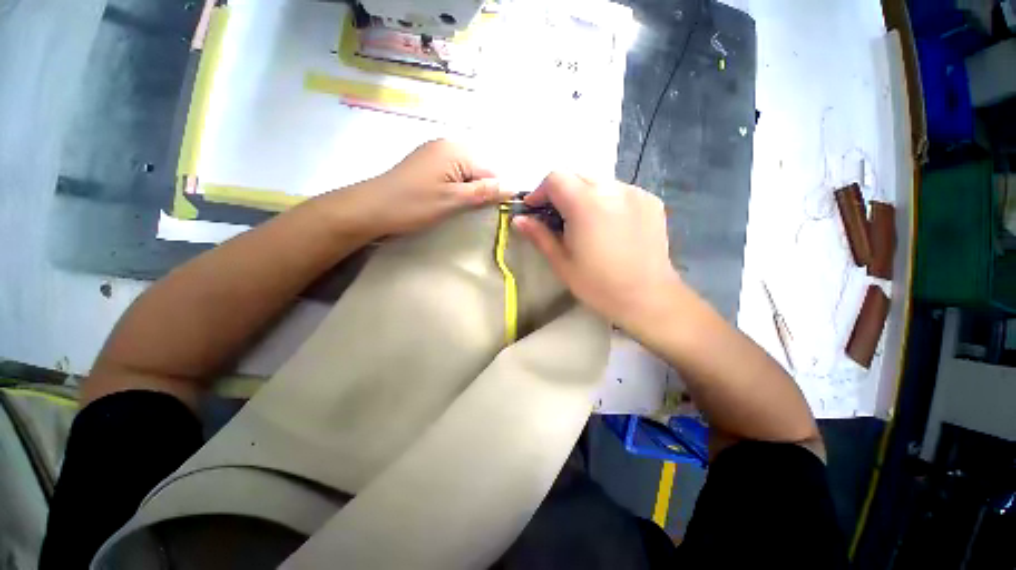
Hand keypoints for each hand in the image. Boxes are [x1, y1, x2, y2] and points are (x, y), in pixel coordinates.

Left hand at [335, 139, 507, 238]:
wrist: (372, 208)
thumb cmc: (414, 204)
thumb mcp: (453, 201)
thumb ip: (484, 192)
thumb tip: (514, 187)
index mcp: (456, 150)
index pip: (491, 169)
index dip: (494, 191)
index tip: (487, 210)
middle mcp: (448, 144)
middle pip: (480, 168)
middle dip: (481, 189)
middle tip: (468, 209)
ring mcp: (435, 152)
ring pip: (467, 172)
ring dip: (468, 190)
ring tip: (457, 205)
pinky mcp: (427, 162)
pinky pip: (453, 172)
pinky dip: (457, 186)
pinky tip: (447, 198)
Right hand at [513, 172, 682, 331]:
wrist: (648, 297)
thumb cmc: (598, 285)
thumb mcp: (562, 263)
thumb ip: (539, 236)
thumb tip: (519, 220)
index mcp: (586, 204)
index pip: (556, 178)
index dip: (540, 191)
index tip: (533, 210)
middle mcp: (612, 189)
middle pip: (577, 175)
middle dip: (560, 192)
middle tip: (556, 217)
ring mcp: (635, 192)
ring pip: (599, 181)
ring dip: (583, 195)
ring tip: (582, 222)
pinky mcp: (650, 200)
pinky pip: (619, 190)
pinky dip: (605, 200)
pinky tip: (607, 224)